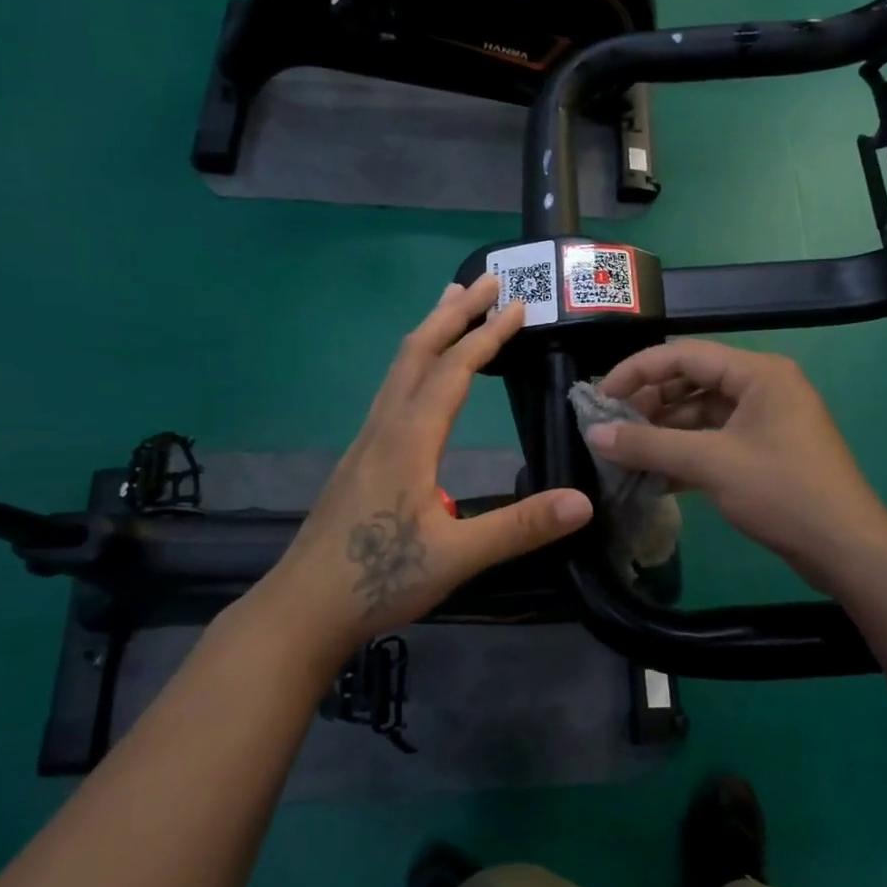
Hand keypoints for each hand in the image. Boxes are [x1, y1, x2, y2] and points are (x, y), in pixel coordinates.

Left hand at [245, 276, 592, 669]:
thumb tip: (582, 502)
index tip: (517, 305)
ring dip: (428, 330)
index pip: (453, 371)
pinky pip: (391, 389)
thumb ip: (520, 527)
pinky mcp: (359, 458)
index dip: (487, 336)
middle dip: (453, 312)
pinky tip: (421, 376)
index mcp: (409, 440)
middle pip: (417, 351)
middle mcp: (385, 427)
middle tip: (484, 279)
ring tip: (450, 304)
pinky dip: (414, 361)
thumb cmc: (379, 578)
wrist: (304, 607)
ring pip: (398, 368)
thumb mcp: (457, 556)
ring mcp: (366, 440)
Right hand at [588, 340, 886, 594]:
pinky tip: (653, 475)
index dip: (637, 371)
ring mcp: (765, 420)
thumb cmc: (782, 492)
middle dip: (649, 403)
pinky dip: (684, 453)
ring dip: (664, 432)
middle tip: (612, 427)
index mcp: (758, 373)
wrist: (845, 548)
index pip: (684, 354)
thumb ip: (649, 445)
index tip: (600, 396)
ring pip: (701, 414)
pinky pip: (714, 440)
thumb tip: (594, 435)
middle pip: (692, 381)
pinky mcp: (764, 451)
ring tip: (625, 453)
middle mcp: (763, 387)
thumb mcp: (710, 464)